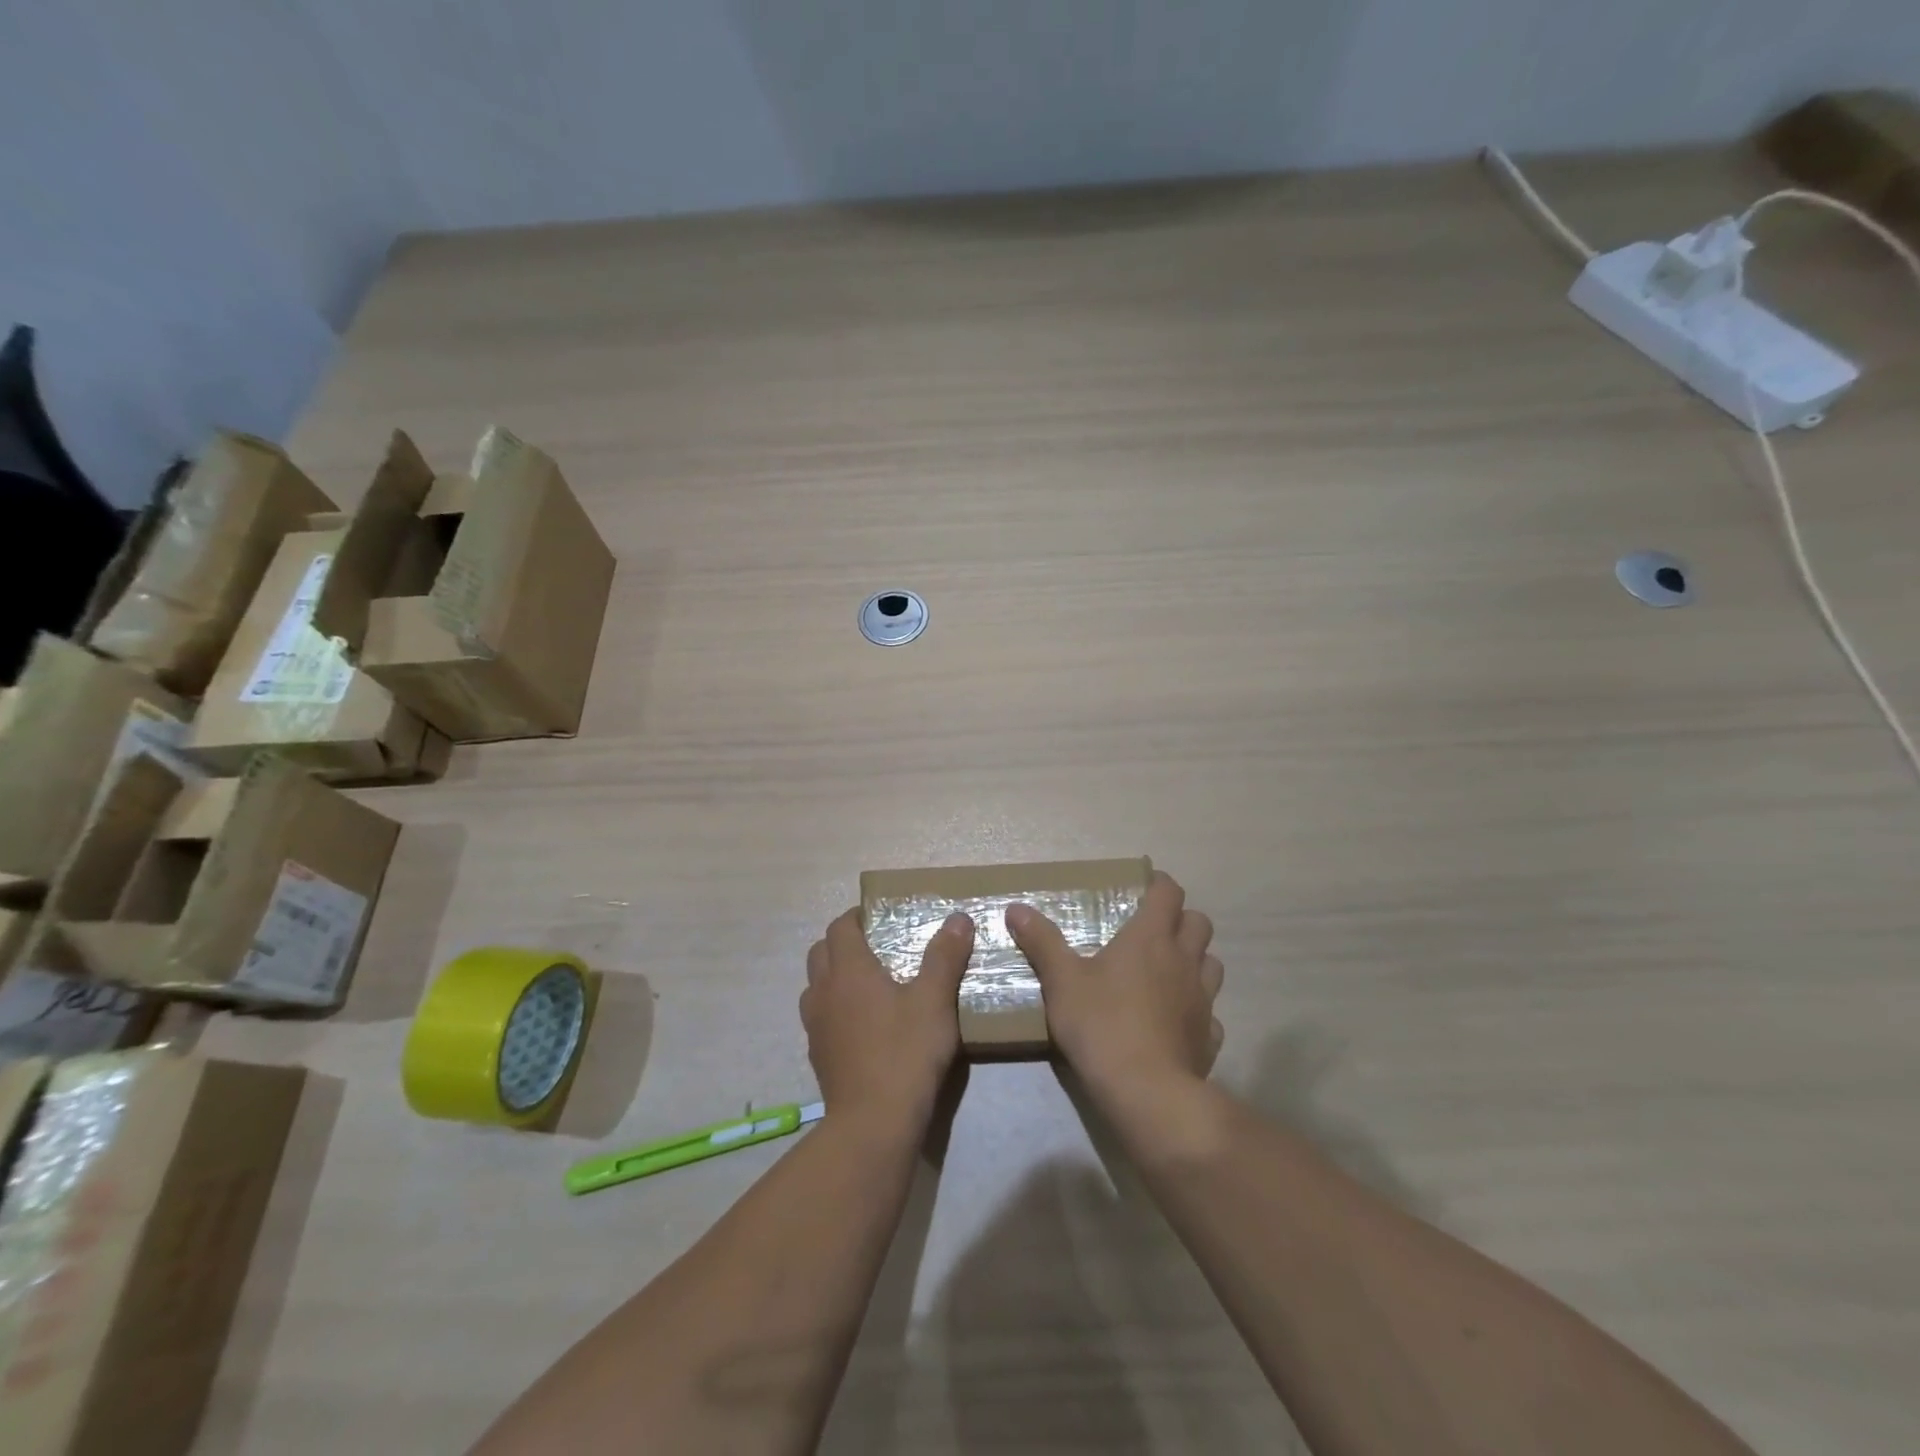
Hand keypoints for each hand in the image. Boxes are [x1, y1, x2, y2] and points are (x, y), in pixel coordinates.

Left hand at [801, 908, 974, 1131]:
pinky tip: (863, 1026)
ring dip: (834, 977)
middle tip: (875, 948)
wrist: (873, 1123)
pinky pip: (820, 1018)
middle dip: (842, 943)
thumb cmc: (905, 1052)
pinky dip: (835, 1010)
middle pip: (820, 952)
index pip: (840, 927)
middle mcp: (824, 992)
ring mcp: (815, 1026)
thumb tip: (958, 918)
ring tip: (867, 985)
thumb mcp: (935, 1000)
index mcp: (849, 971)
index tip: (879, 917)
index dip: (856, 917)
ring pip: (815, 986)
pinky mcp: (818, 1056)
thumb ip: (945, 956)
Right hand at [1006, 871, 1223, 1100]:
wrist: (1146, 1091)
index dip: (1160, 884)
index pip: (1169, 893)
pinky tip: (1176, 1022)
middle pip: (1199, 923)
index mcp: (1150, 938)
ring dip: (1195, 960)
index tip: (1144, 886)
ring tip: (1168, 972)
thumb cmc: (1101, 1024)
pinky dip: (1197, 1010)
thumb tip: (1016, 908)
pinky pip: (1210, 1013)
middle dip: (1181, 920)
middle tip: (1154, 930)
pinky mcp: (1209, 1036)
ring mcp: (1202, 999)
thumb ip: (1042, 942)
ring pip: (1212, 965)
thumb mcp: (1061, 981)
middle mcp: (1183, 961)